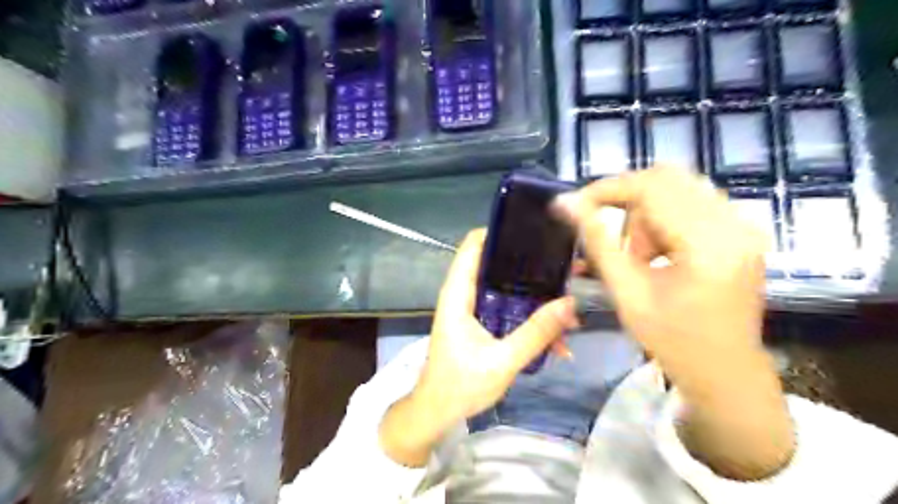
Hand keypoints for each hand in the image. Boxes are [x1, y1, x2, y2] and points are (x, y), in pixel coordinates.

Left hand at [377, 230, 573, 466]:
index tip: (533, 229)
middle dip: (530, 264)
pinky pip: (509, 311)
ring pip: (507, 289)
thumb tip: (570, 303)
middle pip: (496, 263)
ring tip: (569, 302)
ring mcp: (473, 309)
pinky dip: (529, 318)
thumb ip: (536, 333)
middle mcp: (464, 294)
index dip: (499, 232)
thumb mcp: (502, 361)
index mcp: (459, 294)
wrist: (438, 412)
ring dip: (536, 295)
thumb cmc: (461, 384)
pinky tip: (557, 339)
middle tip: (565, 265)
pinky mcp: (481, 323)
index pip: (473, 246)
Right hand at [559, 168, 795, 480]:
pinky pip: (692, 202)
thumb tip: (565, 203)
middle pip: (666, 179)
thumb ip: (596, 241)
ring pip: (678, 188)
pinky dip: (664, 218)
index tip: (576, 205)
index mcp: (708, 245)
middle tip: (613, 240)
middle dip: (628, 202)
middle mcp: (735, 225)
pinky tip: (658, 252)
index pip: (650, 187)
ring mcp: (744, 226)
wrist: (724, 373)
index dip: (606, 189)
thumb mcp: (626, 292)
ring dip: (646, 213)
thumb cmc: (671, 341)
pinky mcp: (742, 231)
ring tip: (638, 256)